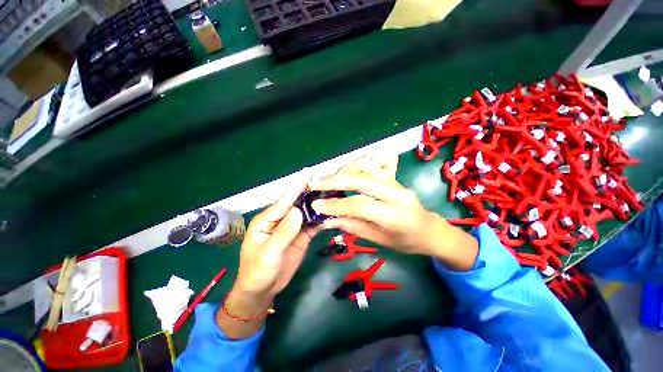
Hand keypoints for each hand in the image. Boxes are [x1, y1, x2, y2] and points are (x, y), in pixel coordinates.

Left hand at [217, 176, 317, 338]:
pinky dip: (321, 220)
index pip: (284, 200)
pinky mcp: (301, 236)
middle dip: (310, 193)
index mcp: (268, 219)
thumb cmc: (258, 271)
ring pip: (307, 213)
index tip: (309, 174)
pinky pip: (312, 225)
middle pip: (297, 203)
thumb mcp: (269, 253)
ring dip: (318, 205)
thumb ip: (284, 232)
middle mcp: (281, 219)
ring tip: (332, 195)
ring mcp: (292, 227)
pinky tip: (331, 214)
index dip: (296, 187)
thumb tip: (298, 210)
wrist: (262, 290)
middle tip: (326, 183)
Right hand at [310, 157, 477, 269]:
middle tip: (315, 183)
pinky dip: (355, 166)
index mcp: (396, 216)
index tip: (316, 205)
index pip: (360, 205)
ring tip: (327, 179)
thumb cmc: (407, 241)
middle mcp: (397, 193)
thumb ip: (353, 226)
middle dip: (335, 180)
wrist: (430, 230)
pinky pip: (372, 165)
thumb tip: (327, 219)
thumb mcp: (379, 240)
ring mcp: (397, 181)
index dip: (336, 205)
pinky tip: (344, 172)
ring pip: (367, 166)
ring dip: (344, 170)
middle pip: (361, 180)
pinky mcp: (394, 177)